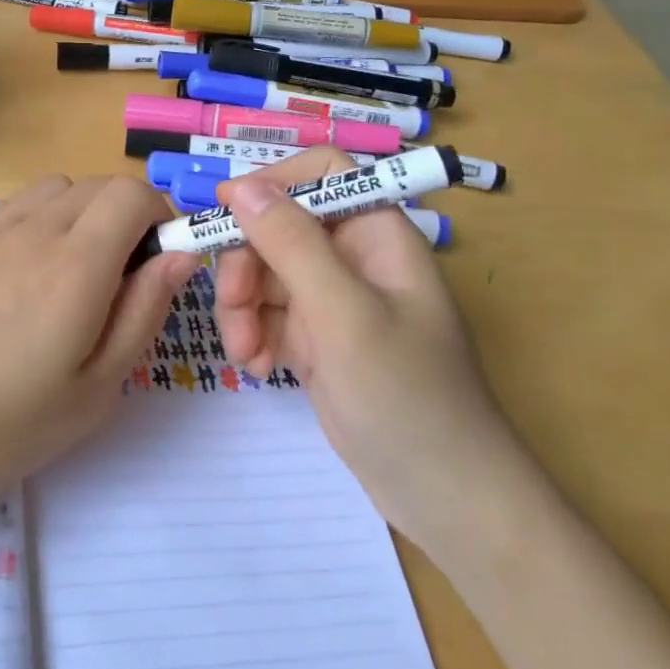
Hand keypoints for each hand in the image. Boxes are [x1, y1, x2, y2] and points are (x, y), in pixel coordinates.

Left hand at [0, 175, 199, 512]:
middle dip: (127, 215)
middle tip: (122, 278)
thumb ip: (144, 312)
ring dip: (83, 212)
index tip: (159, 262)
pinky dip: (41, 218)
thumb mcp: (95, 388)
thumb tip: (181, 255)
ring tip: (73, 273)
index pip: (133, 194)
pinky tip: (24, 274)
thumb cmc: (4, 423)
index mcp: (76, 262)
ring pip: (57, 187)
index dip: (159, 217)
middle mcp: (35, 227)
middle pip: (98, 184)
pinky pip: (17, 204)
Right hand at [215, 149, 518, 551]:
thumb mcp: (344, 313)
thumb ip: (291, 243)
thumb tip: (239, 185)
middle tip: (233, 309)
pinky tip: (260, 368)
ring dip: (242, 307)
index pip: (322, 172)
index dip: (272, 181)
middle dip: (246, 264)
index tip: (226, 212)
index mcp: (376, 232)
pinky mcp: (317, 338)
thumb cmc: (406, 395)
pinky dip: (254, 335)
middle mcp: (353, 256)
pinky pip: (267, 314)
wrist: (444, 496)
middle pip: (278, 225)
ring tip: (246, 355)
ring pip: (264, 271)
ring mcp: (333, 299)